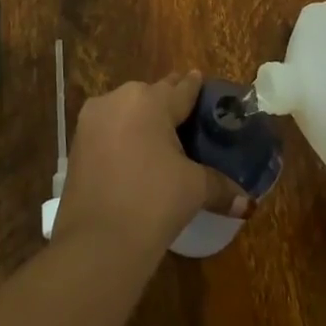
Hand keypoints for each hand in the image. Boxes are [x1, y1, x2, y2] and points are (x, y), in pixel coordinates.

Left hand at [52, 72, 248, 256]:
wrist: (97, 242)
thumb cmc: (153, 202)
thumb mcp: (193, 189)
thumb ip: (220, 186)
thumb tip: (248, 202)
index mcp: (150, 100)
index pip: (181, 88)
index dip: (195, 88)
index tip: (202, 82)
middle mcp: (119, 98)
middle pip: (151, 96)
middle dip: (168, 104)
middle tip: (186, 118)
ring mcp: (93, 119)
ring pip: (126, 110)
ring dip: (142, 120)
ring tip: (160, 139)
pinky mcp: (77, 142)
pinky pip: (108, 129)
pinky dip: (122, 137)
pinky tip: (134, 155)